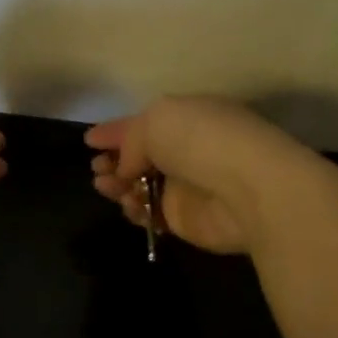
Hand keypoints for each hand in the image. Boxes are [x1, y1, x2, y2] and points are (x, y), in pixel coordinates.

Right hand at [85, 96, 297, 254]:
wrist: (247, 189)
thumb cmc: (200, 141)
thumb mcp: (155, 120)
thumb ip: (130, 141)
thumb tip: (127, 167)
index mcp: (187, 117)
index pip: (143, 123)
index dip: (115, 131)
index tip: (89, 141)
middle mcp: (187, 150)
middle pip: (140, 157)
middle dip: (113, 161)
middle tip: (97, 169)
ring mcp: (186, 186)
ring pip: (140, 186)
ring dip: (118, 185)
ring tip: (105, 186)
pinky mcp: (185, 219)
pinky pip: (150, 214)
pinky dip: (134, 210)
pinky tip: (129, 205)